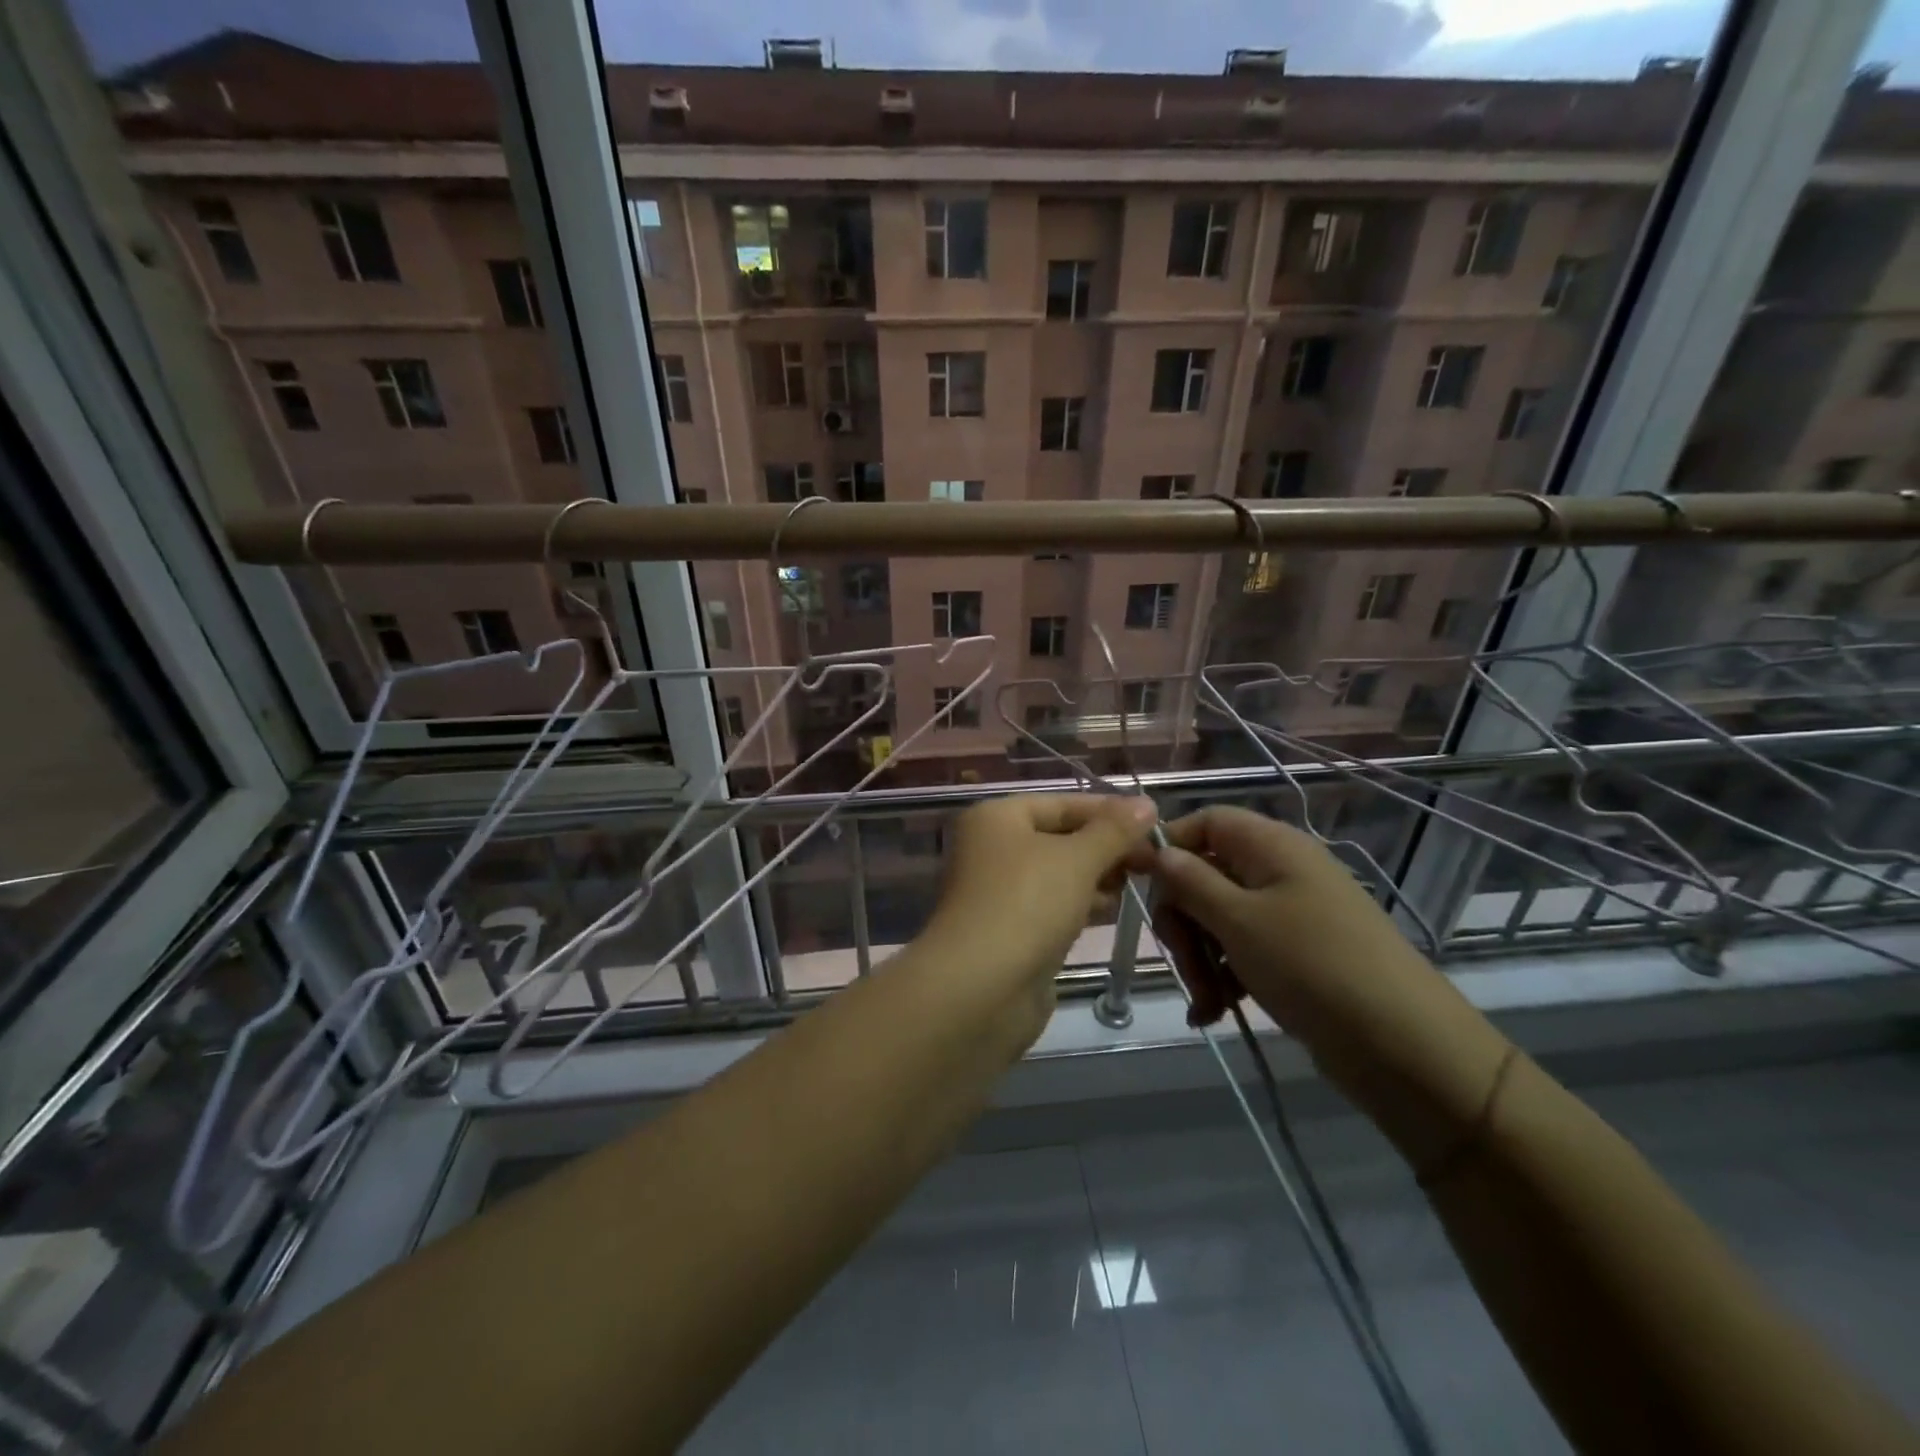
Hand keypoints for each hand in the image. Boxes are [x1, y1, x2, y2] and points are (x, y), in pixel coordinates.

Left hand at [925, 793, 1156, 989]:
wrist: (981, 988)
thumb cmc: (1027, 905)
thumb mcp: (1077, 859)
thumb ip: (1113, 831)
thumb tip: (1146, 803)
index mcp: (997, 818)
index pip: (1061, 803)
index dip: (1108, 810)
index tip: (1154, 823)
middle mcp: (993, 849)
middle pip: (1059, 837)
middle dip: (1105, 846)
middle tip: (1154, 860)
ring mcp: (1000, 892)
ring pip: (1058, 874)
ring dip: (1097, 876)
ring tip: (1141, 881)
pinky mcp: (1011, 930)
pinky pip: (1053, 906)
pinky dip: (1081, 904)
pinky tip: (1113, 909)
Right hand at [1148, 806, 1510, 1159]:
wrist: (1405, 1047)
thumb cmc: (1312, 966)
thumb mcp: (1238, 920)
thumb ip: (1189, 881)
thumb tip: (1157, 851)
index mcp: (1271, 846)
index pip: (1205, 821)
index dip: (1167, 846)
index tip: (1135, 883)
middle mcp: (1279, 871)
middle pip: (1205, 874)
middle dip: (1184, 920)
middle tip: (1183, 962)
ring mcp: (1290, 914)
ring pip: (1219, 918)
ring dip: (1200, 958)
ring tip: (1206, 1002)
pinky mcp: (1296, 955)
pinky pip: (1243, 951)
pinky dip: (1224, 977)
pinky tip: (1214, 1012)